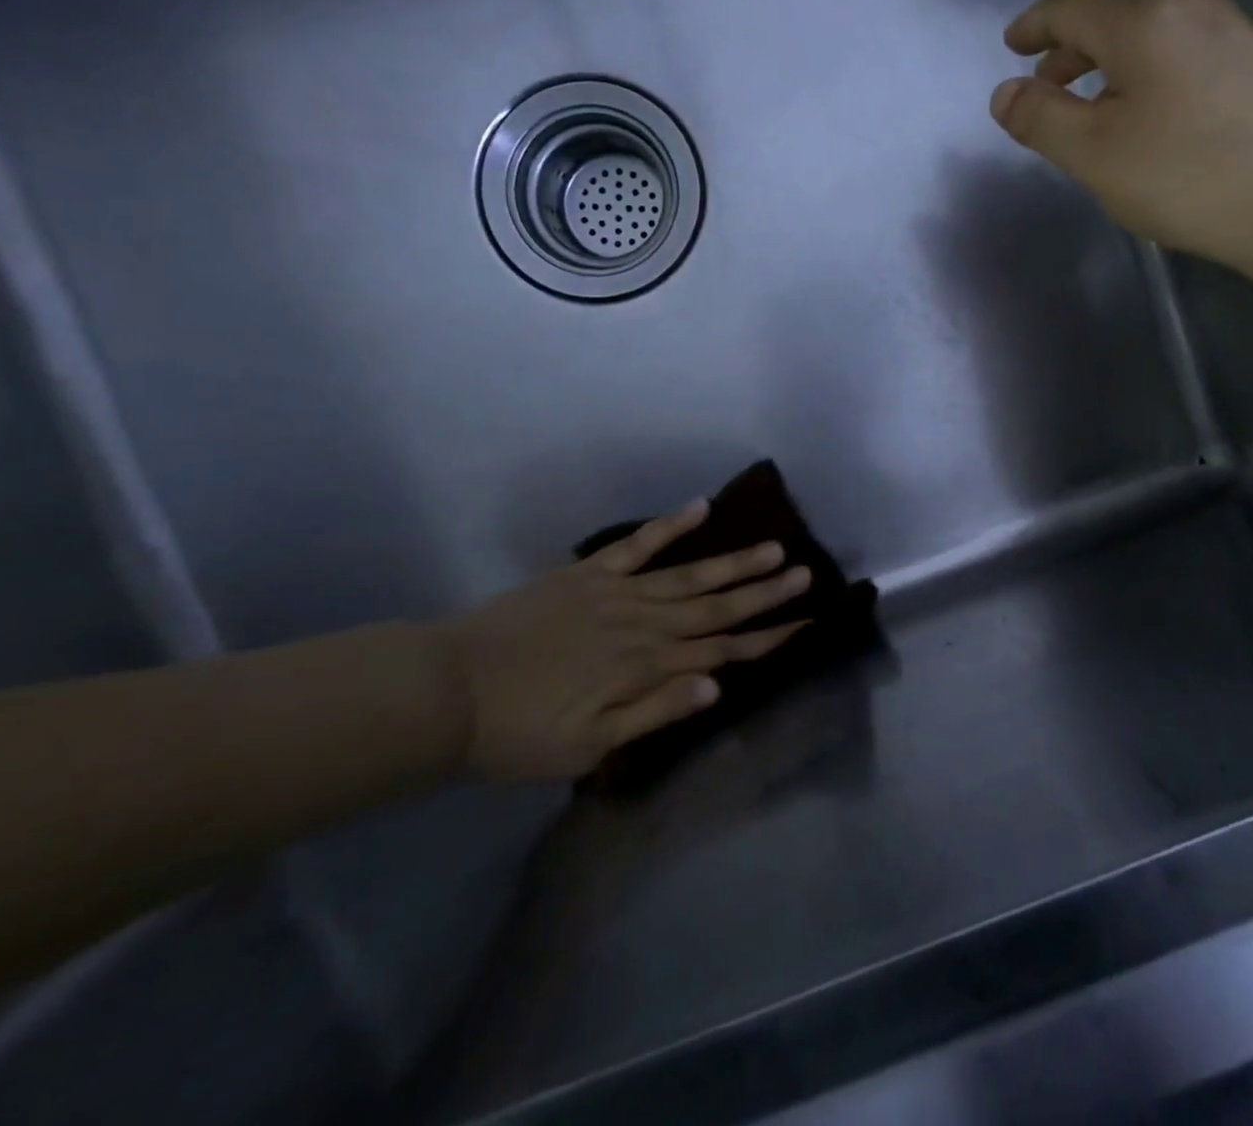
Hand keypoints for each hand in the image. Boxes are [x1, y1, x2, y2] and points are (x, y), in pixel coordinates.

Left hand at [437, 502, 812, 780]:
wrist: (446, 691)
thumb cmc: (519, 732)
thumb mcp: (588, 746)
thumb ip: (655, 713)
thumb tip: (717, 687)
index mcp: (647, 667)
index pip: (722, 652)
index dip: (767, 638)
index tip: (805, 623)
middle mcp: (643, 624)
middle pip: (716, 607)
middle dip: (764, 593)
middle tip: (805, 573)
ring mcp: (617, 592)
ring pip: (689, 574)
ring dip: (733, 562)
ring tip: (773, 546)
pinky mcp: (588, 573)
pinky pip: (637, 544)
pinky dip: (669, 525)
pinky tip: (699, 506)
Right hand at [989, 0, 1252, 274]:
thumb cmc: (1191, 175)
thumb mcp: (1095, 155)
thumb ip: (1042, 121)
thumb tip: (1005, 93)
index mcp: (1145, 23)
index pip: (1073, 8)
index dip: (1035, 25)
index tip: (1011, 44)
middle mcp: (1196, 13)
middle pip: (1118, 21)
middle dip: (1073, 52)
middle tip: (1047, 88)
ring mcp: (1242, 39)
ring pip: (1156, 44)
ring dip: (1114, 71)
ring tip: (1098, 115)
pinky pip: (1190, 64)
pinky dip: (1153, 84)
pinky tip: (1158, 128)